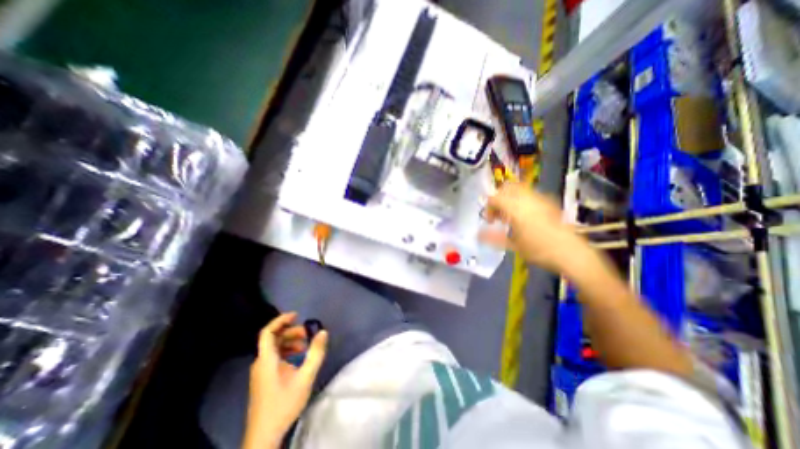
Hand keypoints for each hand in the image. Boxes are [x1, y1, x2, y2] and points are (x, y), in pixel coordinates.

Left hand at [246, 313, 329, 447]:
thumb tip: (323, 332)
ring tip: (305, 346)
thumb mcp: (305, 377)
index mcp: (266, 360)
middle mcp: (260, 363)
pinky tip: (298, 358)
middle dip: (291, 332)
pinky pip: (274, 357)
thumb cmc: (284, 403)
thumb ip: (316, 353)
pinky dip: (286, 352)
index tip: (296, 315)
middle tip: (308, 333)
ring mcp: (260, 372)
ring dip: (290, 342)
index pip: (267, 332)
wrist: (264, 436)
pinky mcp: (263, 379)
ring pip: (274, 348)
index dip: (280, 320)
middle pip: (273, 339)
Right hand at [476, 181, 589, 272]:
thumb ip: (494, 238)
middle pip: (507, 188)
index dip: (488, 208)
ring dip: (510, 198)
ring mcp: (540, 198)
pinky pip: (530, 194)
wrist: (571, 253)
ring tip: (511, 216)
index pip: (494, 198)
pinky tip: (525, 217)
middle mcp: (527, 198)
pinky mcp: (549, 202)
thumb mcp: (513, 245)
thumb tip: (478, 235)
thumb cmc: (539, 250)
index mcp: (515, 208)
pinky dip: (521, 200)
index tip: (489, 222)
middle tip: (498, 215)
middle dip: (499, 198)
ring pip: (519, 188)